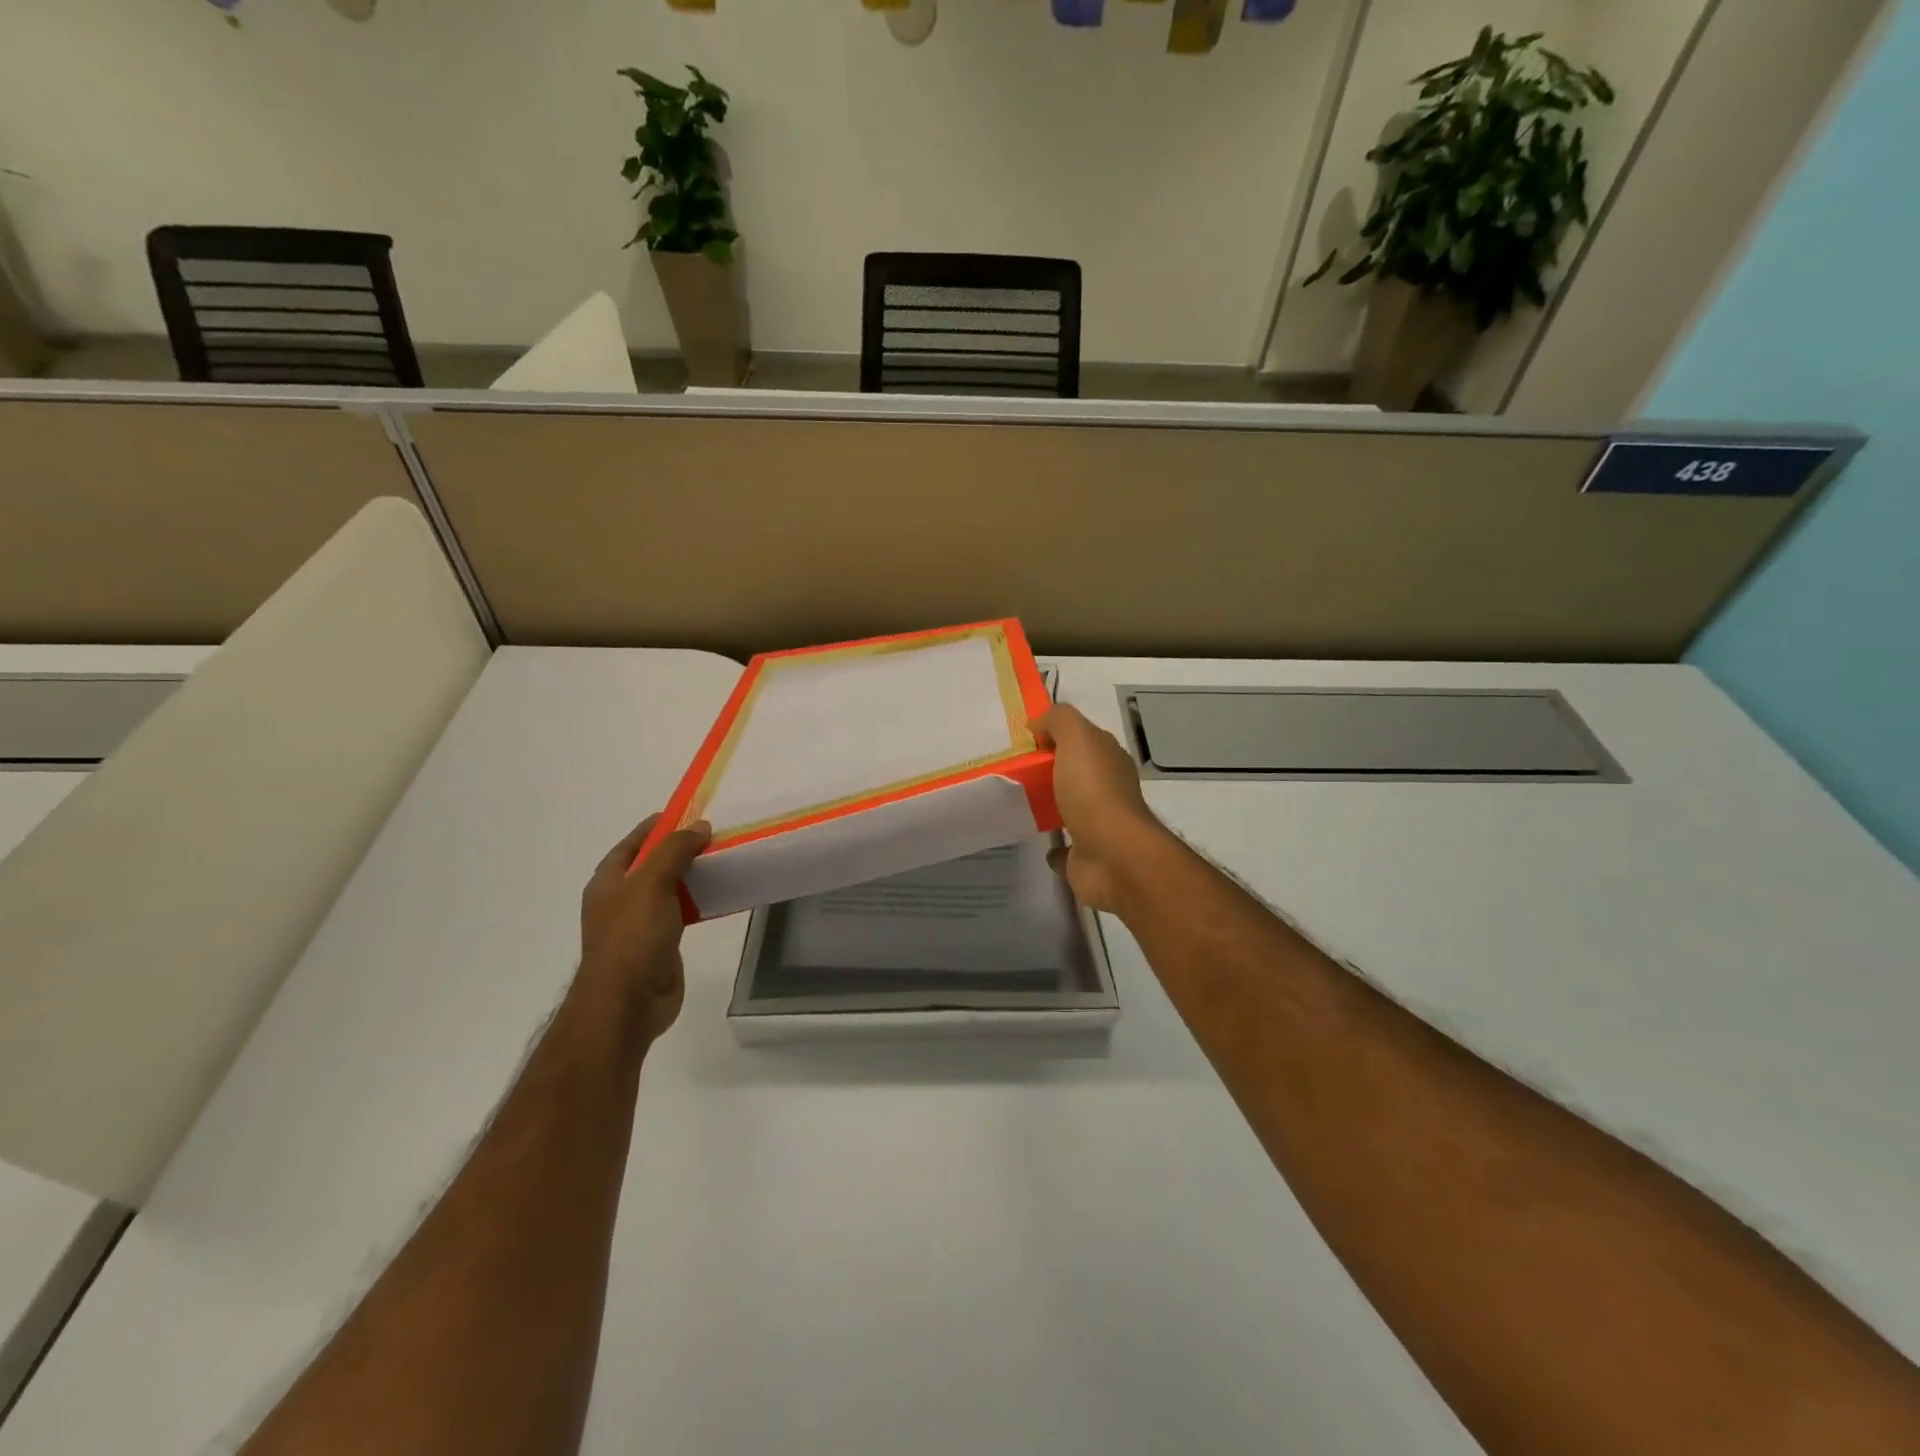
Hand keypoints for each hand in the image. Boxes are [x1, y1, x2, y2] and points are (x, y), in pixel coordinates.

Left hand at [579, 813, 711, 1044]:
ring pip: (668, 889)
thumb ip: (675, 850)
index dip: (658, 826)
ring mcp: (639, 924)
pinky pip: (681, 913)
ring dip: (691, 876)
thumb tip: (699, 826)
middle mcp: (620, 900)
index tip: (689, 813)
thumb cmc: (633, 936)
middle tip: (713, 837)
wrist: (628, 1001)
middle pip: (652, 865)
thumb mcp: (652, 882)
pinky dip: (697, 902)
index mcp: (608, 881)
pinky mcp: (660, 943)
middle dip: (679, 850)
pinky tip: (718, 897)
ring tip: (722, 861)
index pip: (633, 843)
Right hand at [1031, 705, 1168, 913]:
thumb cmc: (1094, 791)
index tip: (1024, 739)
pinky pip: (1065, 849)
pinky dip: (1054, 847)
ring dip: (1051, 805)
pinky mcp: (1086, 857)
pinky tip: (1037, 841)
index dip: (1057, 734)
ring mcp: (1099, 825)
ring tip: (1018, 802)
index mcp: (1109, 759)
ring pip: (1071, 809)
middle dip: (1051, 769)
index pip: (1084, 739)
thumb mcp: (1077, 738)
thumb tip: (1039, 725)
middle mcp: (1108, 790)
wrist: (1113, 855)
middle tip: (1013, 769)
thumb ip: (1059, 721)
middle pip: (1076, 773)